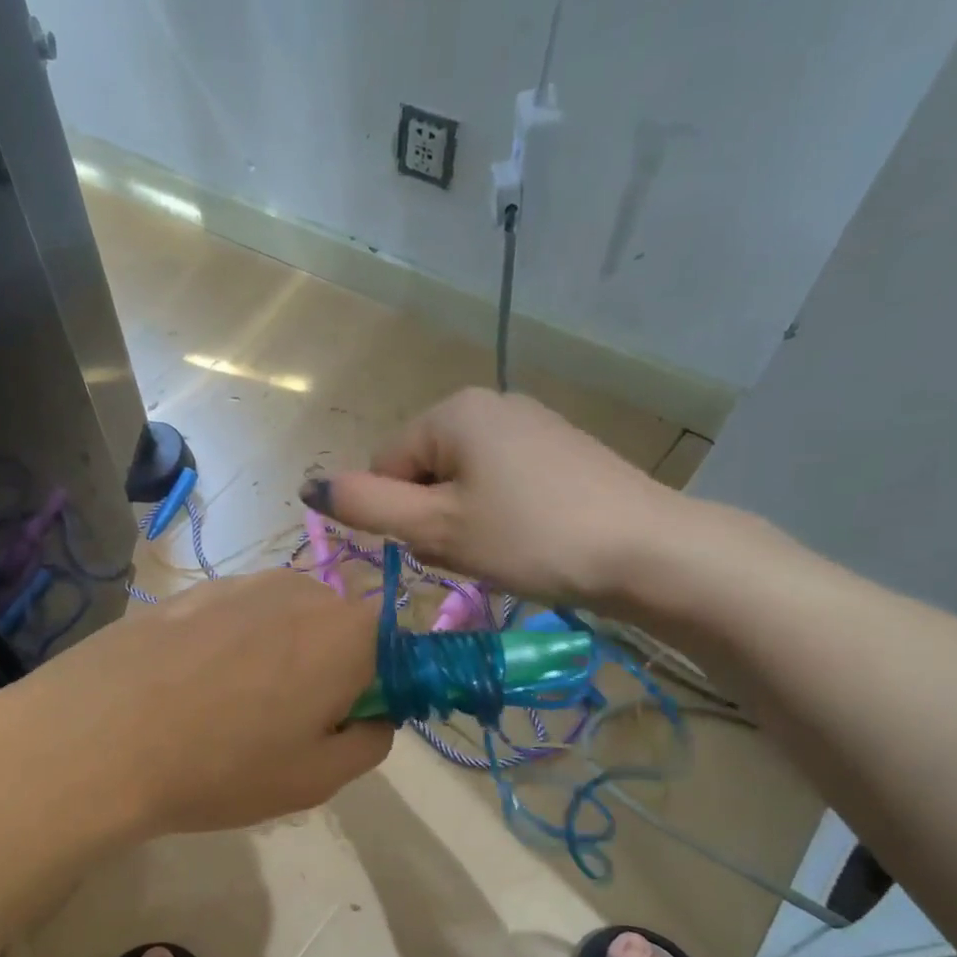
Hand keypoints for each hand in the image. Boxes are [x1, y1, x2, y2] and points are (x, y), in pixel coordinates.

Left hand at [9, 570, 391, 836]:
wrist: (96, 736)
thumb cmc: (221, 765)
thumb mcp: (316, 779)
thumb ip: (370, 743)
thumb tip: (374, 716)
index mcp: (348, 633)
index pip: (397, 645)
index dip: (379, 686)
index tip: (344, 723)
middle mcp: (302, 591)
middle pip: (339, 628)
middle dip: (328, 668)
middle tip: (285, 725)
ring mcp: (241, 583)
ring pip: (285, 620)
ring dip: (277, 655)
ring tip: (228, 706)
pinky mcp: (192, 590)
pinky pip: (236, 617)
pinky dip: (230, 646)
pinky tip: (190, 686)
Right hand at [302, 387, 694, 608]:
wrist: (646, 550)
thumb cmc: (529, 537)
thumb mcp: (437, 528)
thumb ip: (367, 506)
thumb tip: (309, 487)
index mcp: (453, 411)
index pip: (384, 464)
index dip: (397, 515)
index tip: (437, 547)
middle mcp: (490, 403)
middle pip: (424, 470)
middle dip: (432, 518)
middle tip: (471, 553)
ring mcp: (531, 424)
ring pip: (463, 482)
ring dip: (464, 522)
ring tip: (503, 551)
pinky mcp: (561, 451)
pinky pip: (502, 483)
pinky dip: (500, 516)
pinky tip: (530, 540)